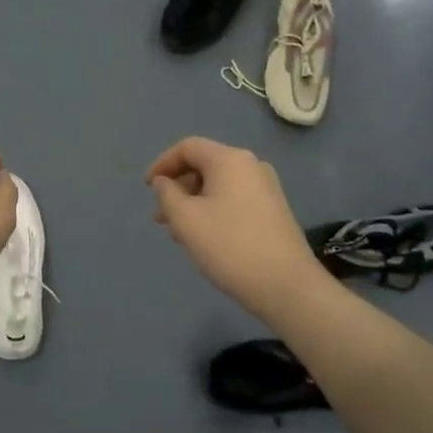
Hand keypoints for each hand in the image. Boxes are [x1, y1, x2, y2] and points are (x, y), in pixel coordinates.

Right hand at [145, 137, 323, 319]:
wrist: (286, 285)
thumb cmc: (229, 246)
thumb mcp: (185, 219)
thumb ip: (167, 195)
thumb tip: (164, 182)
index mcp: (230, 160)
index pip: (188, 147)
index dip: (162, 164)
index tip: (146, 188)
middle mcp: (251, 166)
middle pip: (204, 165)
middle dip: (177, 187)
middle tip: (159, 215)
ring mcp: (266, 189)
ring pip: (218, 186)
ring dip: (192, 202)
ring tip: (176, 231)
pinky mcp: (273, 211)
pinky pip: (233, 200)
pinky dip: (212, 210)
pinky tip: (202, 237)